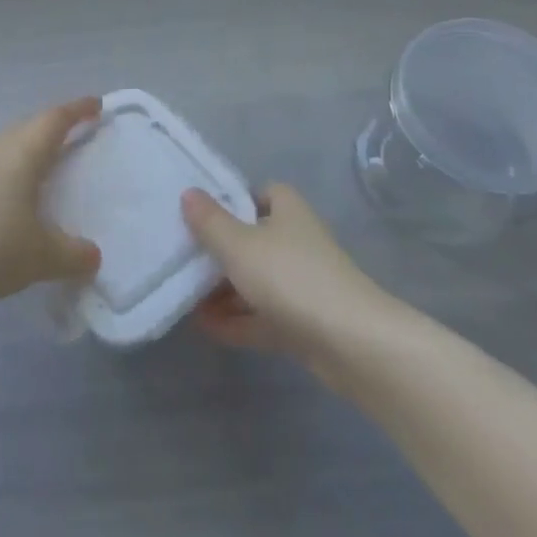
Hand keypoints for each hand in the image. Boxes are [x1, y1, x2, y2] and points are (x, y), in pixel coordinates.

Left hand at [0, 97, 103, 304]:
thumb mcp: (39, 255)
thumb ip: (71, 255)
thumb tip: (93, 255)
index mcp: (22, 156)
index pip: (54, 121)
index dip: (77, 110)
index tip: (96, 103)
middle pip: (28, 129)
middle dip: (53, 127)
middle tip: (74, 132)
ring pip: (7, 150)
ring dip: (29, 152)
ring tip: (45, 167)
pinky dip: (10, 177)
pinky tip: (12, 202)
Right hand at [183, 184, 383, 377]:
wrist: (352, 343)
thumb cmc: (291, 277)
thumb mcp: (239, 245)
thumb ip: (210, 222)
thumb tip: (189, 193)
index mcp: (289, 214)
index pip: (266, 194)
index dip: (238, 200)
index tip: (206, 212)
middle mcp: (298, 244)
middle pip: (255, 240)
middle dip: (222, 251)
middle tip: (184, 257)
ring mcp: (303, 286)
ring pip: (257, 281)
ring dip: (224, 290)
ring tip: (185, 296)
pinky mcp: (304, 324)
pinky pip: (263, 317)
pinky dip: (236, 321)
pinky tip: (205, 327)